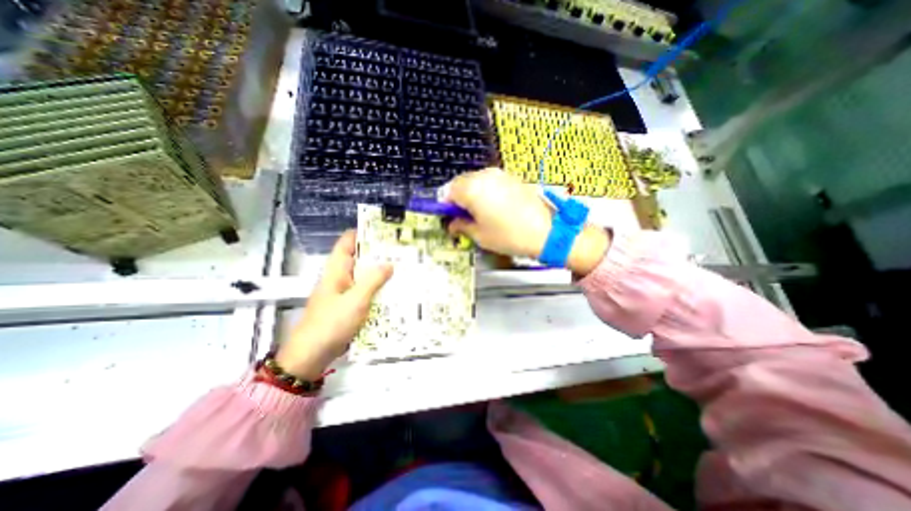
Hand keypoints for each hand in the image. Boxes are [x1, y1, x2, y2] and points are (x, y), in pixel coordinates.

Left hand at [276, 231, 393, 379]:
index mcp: (336, 270)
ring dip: (379, 271)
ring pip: (363, 275)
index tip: (383, 231)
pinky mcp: (348, 305)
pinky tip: (392, 290)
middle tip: (400, 250)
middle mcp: (339, 277)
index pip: (347, 242)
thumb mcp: (355, 300)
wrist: (312, 354)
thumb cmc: (331, 323)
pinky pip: (364, 291)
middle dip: (377, 253)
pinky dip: (377, 288)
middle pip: (358, 258)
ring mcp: (343, 292)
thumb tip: (389, 263)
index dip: (362, 233)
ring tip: (401, 267)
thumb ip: (373, 280)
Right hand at [443, 168, 605, 276]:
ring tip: (480, 213)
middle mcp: (484, 176)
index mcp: (471, 189)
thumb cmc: (509, 236)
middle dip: (458, 198)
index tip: (449, 218)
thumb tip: (452, 224)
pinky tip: (494, 206)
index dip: (446, 206)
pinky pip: (490, 181)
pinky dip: (485, 191)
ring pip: (475, 180)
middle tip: (463, 217)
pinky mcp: (511, 177)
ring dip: (471, 194)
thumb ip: (461, 226)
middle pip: (460, 183)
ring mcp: (499, 174)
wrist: (547, 231)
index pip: (447, 192)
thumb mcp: (480, 235)